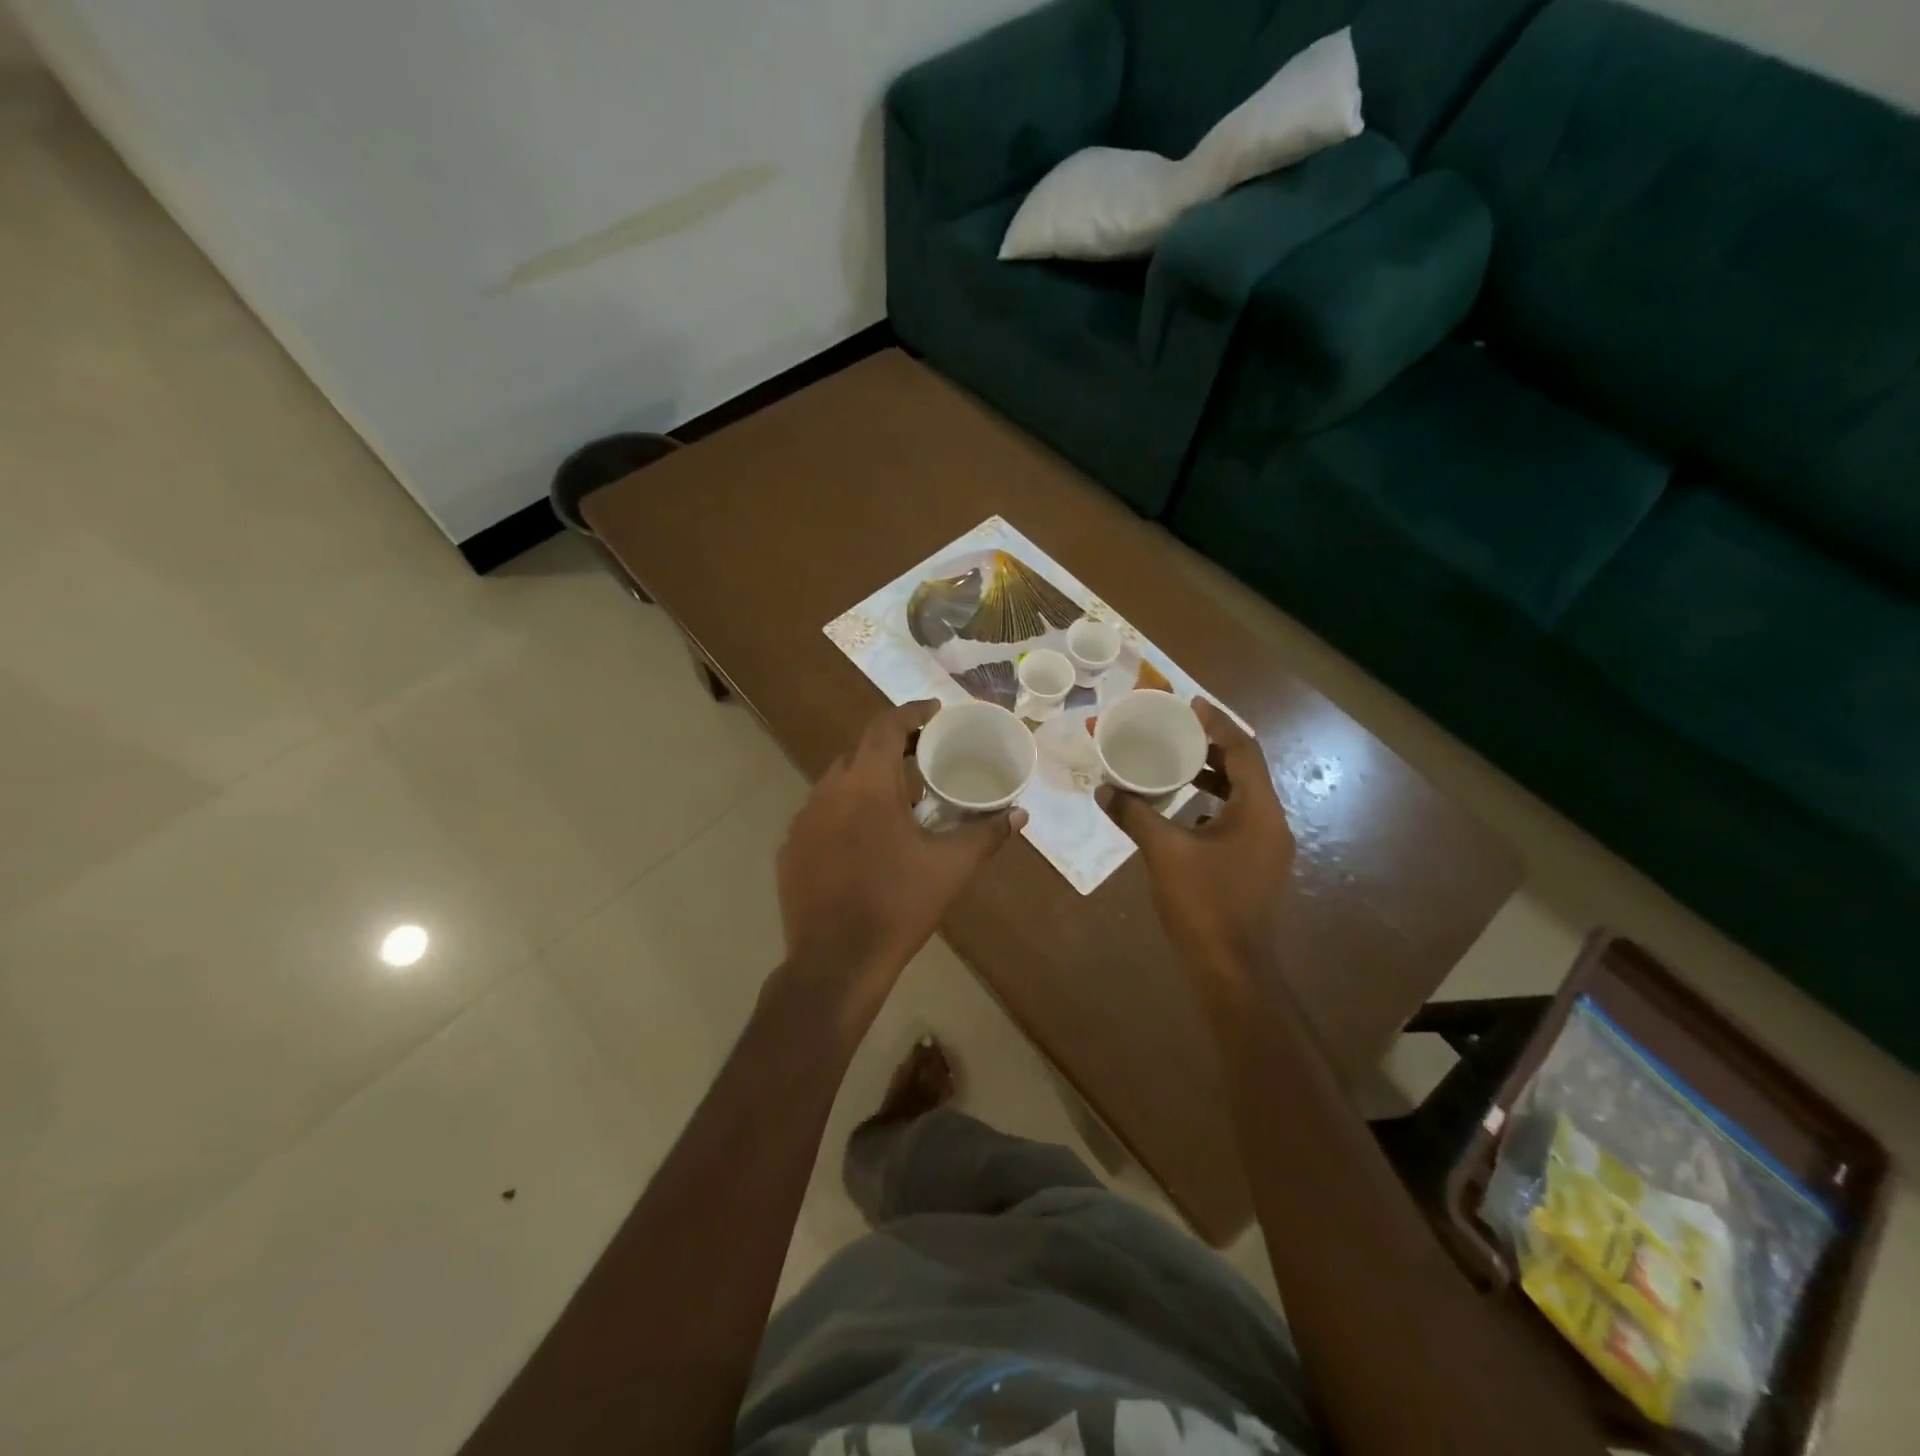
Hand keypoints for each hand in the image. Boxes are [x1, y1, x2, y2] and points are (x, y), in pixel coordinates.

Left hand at [775, 700, 1026, 1029]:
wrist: (836, 963)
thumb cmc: (898, 905)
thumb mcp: (951, 867)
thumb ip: (986, 833)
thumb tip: (1019, 814)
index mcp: (866, 783)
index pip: (886, 726)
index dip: (912, 713)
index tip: (935, 712)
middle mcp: (828, 790)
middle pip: (860, 750)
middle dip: (892, 746)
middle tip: (923, 756)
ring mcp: (803, 819)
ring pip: (838, 782)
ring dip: (868, 780)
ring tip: (899, 799)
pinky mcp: (790, 848)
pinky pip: (821, 813)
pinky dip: (846, 811)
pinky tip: (864, 838)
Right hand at [1098, 699, 1294, 990]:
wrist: (1233, 970)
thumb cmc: (1204, 904)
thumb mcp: (1164, 852)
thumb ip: (1134, 814)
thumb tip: (1104, 788)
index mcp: (1258, 810)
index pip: (1244, 750)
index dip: (1218, 723)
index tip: (1189, 704)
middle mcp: (1271, 822)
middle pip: (1245, 770)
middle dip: (1212, 747)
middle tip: (1176, 730)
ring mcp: (1266, 847)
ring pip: (1241, 796)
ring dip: (1211, 777)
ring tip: (1173, 764)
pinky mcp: (1256, 865)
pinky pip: (1236, 819)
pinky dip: (1211, 804)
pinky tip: (1181, 811)